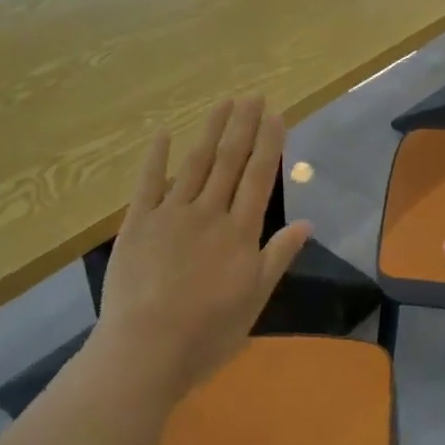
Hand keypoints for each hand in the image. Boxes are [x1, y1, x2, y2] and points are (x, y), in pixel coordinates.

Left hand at [93, 98, 310, 400]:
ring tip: (223, 103)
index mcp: (240, 232)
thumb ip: (278, 256)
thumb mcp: (255, 299)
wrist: (146, 350)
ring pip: (196, 163)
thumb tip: (307, 223)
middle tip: (252, 95)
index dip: (269, 143)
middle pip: (230, 160)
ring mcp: (171, 214)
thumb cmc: (208, 332)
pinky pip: (148, 182)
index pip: (259, 177)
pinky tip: (165, 132)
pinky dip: (157, 156)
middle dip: (243, 125)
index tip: (275, 114)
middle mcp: (209, 212)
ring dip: (211, 131)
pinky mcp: (138, 223)